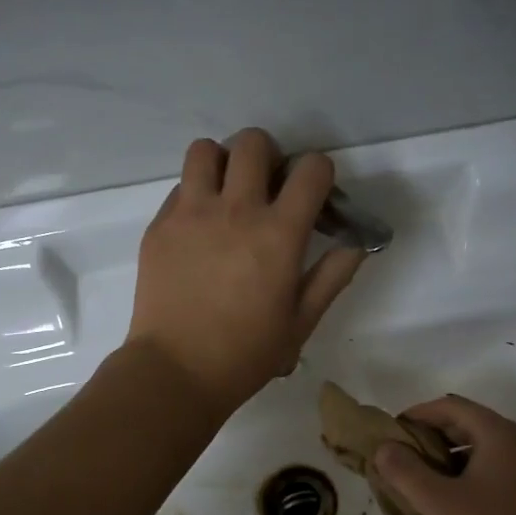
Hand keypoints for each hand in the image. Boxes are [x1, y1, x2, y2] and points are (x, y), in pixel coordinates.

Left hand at [127, 128, 363, 414]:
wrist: (176, 371)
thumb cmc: (246, 354)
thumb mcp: (301, 322)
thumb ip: (332, 277)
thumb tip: (355, 244)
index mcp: (279, 234)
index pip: (311, 168)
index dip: (319, 173)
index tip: (314, 195)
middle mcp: (236, 211)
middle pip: (254, 143)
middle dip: (268, 156)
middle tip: (267, 187)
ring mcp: (191, 214)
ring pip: (206, 151)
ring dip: (223, 163)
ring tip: (226, 194)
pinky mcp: (160, 227)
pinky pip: (179, 187)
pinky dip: (194, 195)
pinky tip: (198, 229)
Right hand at [374, 395, 515, 514]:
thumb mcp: (438, 502)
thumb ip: (405, 470)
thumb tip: (385, 447)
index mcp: (500, 435)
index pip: (452, 407)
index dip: (418, 414)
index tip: (392, 433)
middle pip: (468, 426)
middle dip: (431, 438)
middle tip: (401, 459)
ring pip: (482, 451)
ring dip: (448, 460)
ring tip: (421, 482)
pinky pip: (495, 472)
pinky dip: (468, 477)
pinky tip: (452, 504)